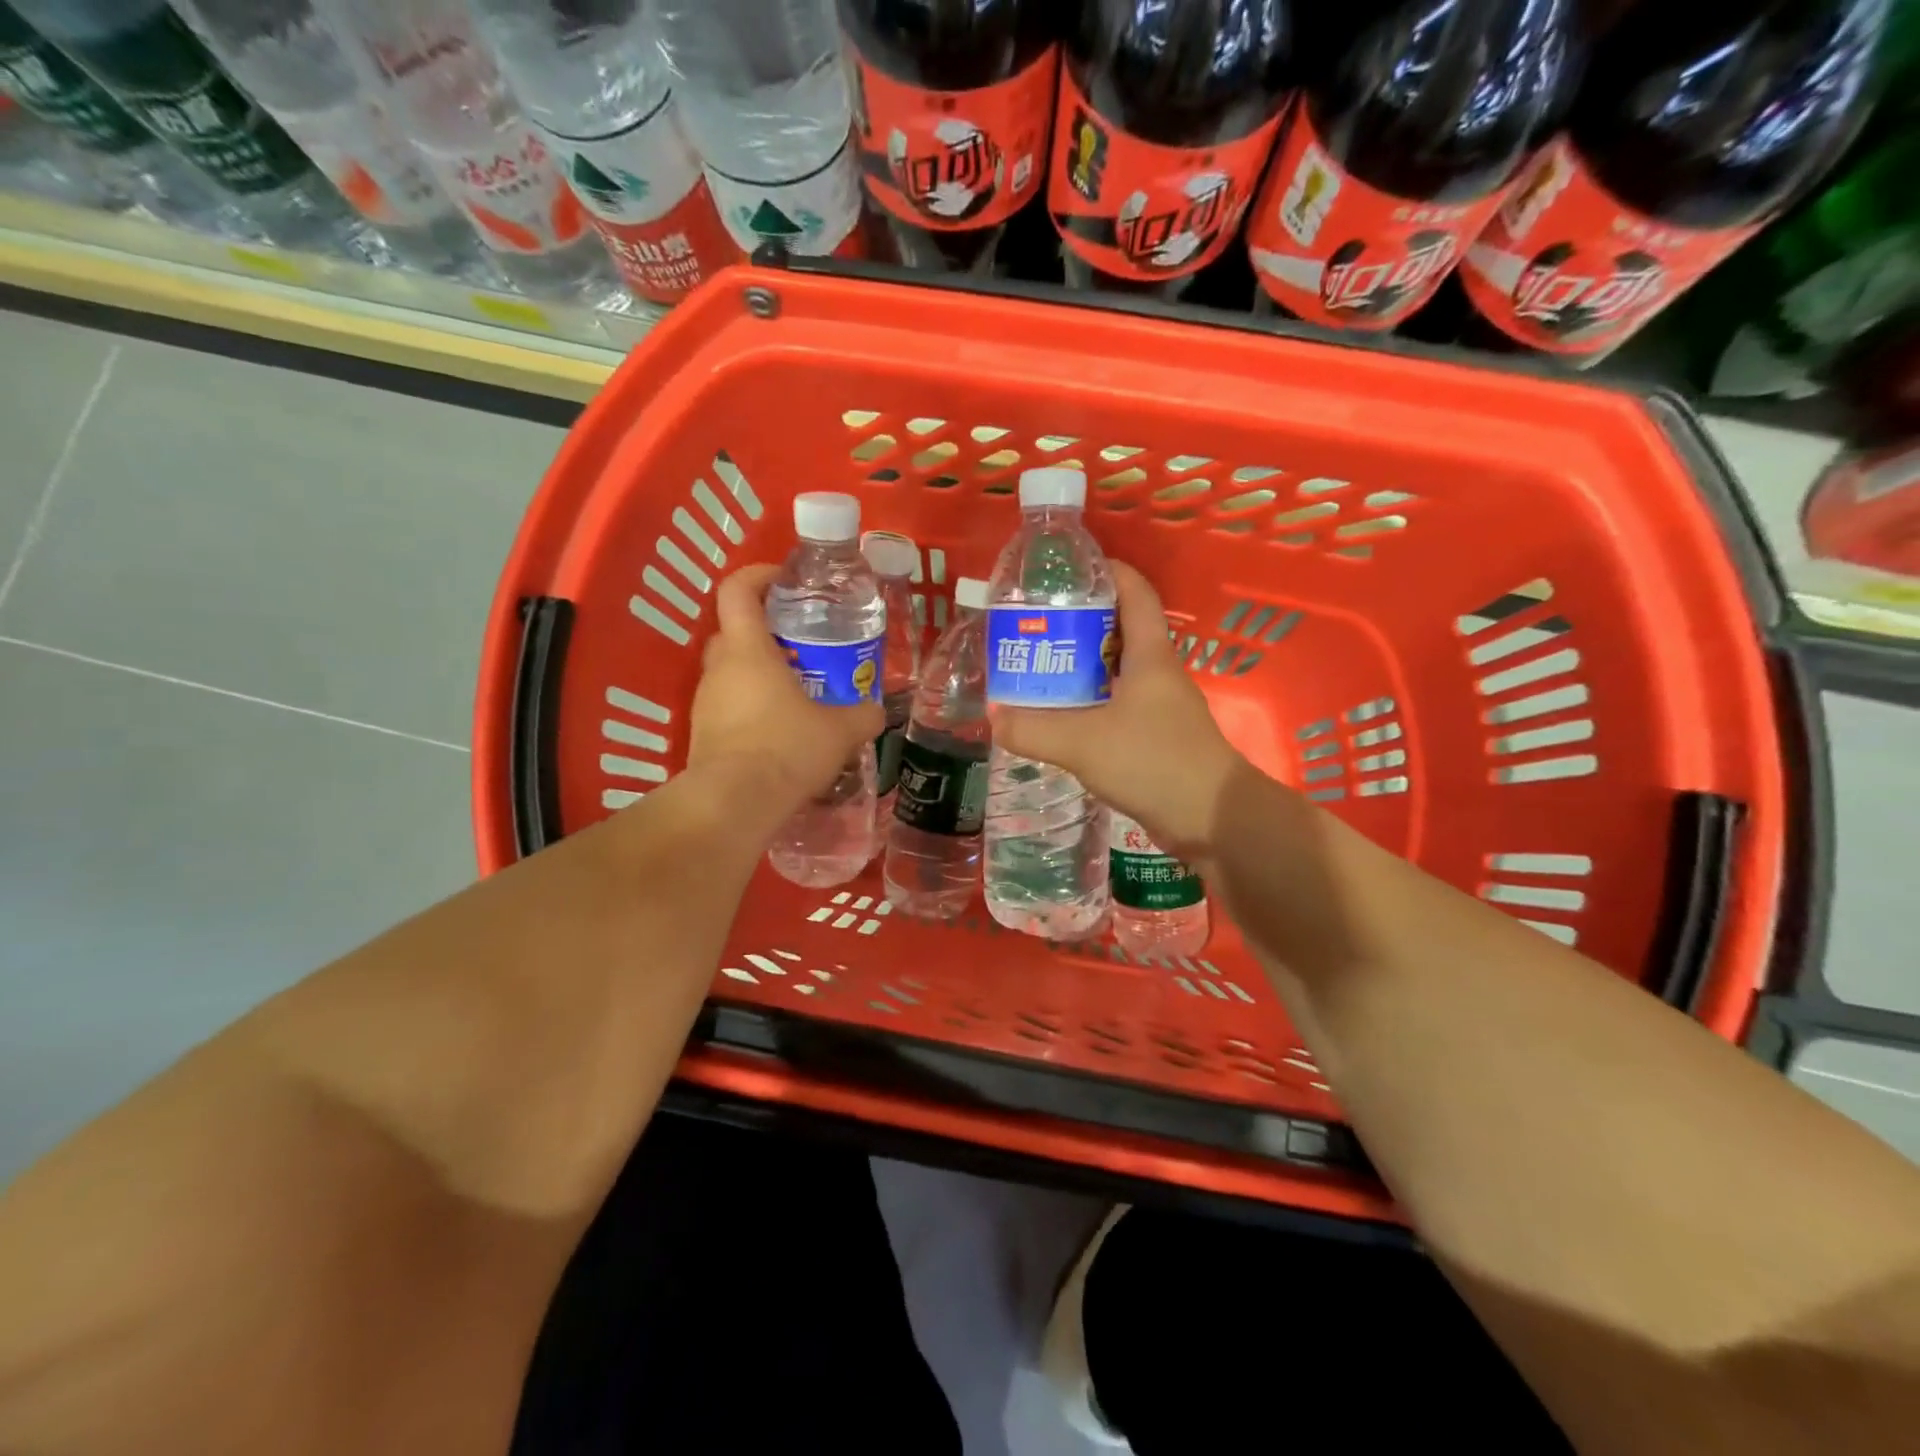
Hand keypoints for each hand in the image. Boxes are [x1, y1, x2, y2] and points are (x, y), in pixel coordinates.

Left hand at [688, 564, 883, 808]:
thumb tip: (875, 711)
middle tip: (801, 645)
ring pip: (731, 673)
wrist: (734, 803)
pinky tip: (780, 734)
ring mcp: (705, 703)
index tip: (785, 580)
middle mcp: (719, 669)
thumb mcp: (840, 731)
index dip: (758, 575)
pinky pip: (728, 708)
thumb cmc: (787, 748)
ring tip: (797, 694)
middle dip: (765, 631)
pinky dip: (751, 710)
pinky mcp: (702, 735)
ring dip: (758, 675)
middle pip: (733, 631)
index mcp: (748, 650)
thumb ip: (861, 715)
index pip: (738, 590)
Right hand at [990, 562, 1244, 859]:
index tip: (1069, 570)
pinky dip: (1090, 704)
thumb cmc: (1154, 762)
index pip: (1135, 592)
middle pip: (1120, 631)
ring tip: (1039, 668)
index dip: (1108, 571)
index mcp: (1150, 655)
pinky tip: (1061, 719)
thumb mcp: (1083, 742)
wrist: (1212, 820)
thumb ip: (1033, 729)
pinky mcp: (1156, 739)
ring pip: (1117, 672)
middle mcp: (1158, 674)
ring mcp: (1160, 708)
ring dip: (1082, 668)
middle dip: (1080, 623)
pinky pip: (1117, 707)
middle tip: (1035, 627)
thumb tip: (993, 716)